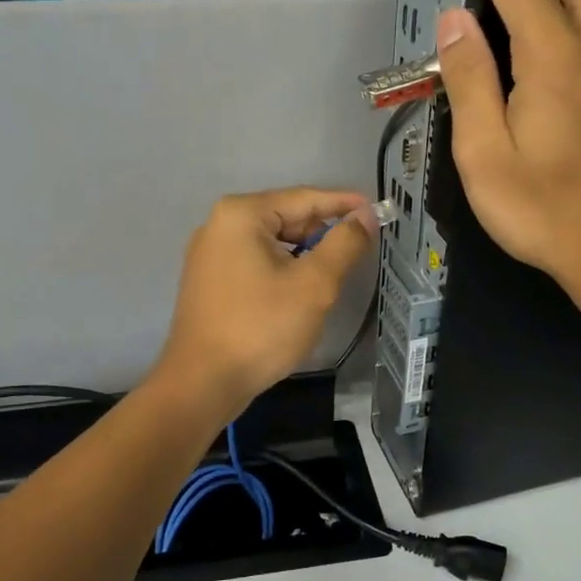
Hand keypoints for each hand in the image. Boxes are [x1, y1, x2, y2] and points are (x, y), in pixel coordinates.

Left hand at [153, 188, 375, 421]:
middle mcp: (219, 224)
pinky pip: (255, 262)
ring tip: (335, 271)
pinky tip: (300, 288)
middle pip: (286, 217)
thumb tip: (366, 217)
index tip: (377, 211)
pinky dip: (282, 268)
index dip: (345, 204)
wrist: (203, 383)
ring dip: (304, 253)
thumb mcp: (314, 284)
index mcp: (241, 214)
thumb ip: (344, 244)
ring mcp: (209, 253)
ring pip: (271, 242)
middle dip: (323, 232)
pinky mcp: (209, 280)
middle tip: (359, 249)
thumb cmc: (261, 328)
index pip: (305, 198)